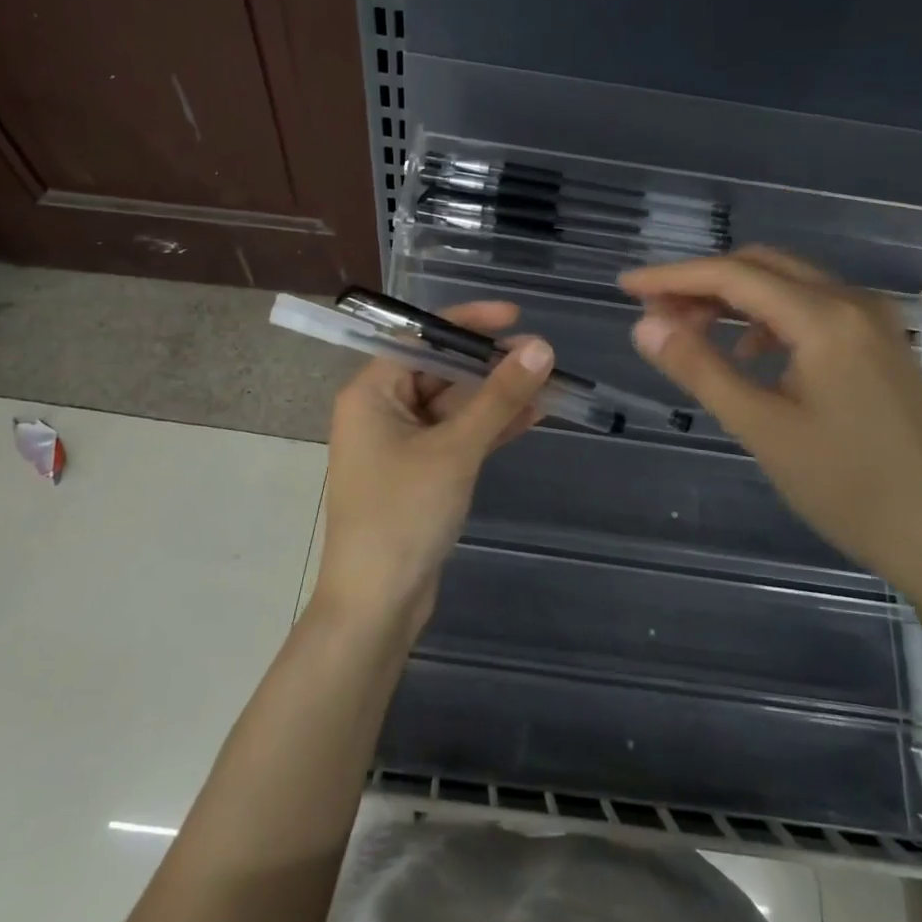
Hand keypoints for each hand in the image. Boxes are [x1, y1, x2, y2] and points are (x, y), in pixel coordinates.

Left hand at [317, 301, 552, 634]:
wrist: (377, 604)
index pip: (420, 338)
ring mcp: (402, 444)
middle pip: (441, 371)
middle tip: (543, 355)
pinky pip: (458, 436)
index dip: (467, 322)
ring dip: (498, 396)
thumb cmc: (404, 514)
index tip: (513, 318)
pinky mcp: (421, 472)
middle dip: (490, 364)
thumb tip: (540, 348)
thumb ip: (498, 397)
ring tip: (550, 381)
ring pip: (455, 406)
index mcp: (371, 393)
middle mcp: (381, 410)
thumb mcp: (455, 450)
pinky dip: (491, 427)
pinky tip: (534, 414)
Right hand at [621, 247, 921, 610]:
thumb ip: (699, 368)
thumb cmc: (846, 487)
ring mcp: (873, 321)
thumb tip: (643, 325)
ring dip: (733, 299)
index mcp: (827, 318)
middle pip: (762, 267)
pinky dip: (767, 319)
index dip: (673, 276)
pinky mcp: (879, 344)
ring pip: (787, 285)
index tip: (625, 285)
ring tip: (690, 331)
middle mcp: (854, 302)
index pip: (734, 276)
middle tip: (654, 312)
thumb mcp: (760, 428)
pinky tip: (748, 355)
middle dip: (702, 282)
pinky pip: (811, 309)